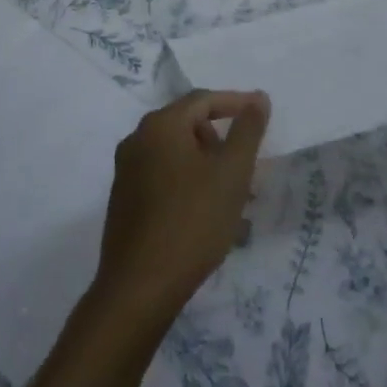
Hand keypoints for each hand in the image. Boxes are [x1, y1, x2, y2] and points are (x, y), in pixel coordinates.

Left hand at [95, 89, 269, 320]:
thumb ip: (248, 131)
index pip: (203, 100)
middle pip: (187, 125)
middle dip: (220, 140)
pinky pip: (164, 178)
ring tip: (234, 198)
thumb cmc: (192, 222)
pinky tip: (208, 216)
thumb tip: (258, 98)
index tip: (261, 112)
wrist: (139, 288)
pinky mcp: (124, 201)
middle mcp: (137, 140)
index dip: (235, 103)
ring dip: (207, 167)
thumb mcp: (232, 173)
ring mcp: (126, 172)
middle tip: (246, 165)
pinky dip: (189, 185)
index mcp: (160, 126)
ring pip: (177, 155)